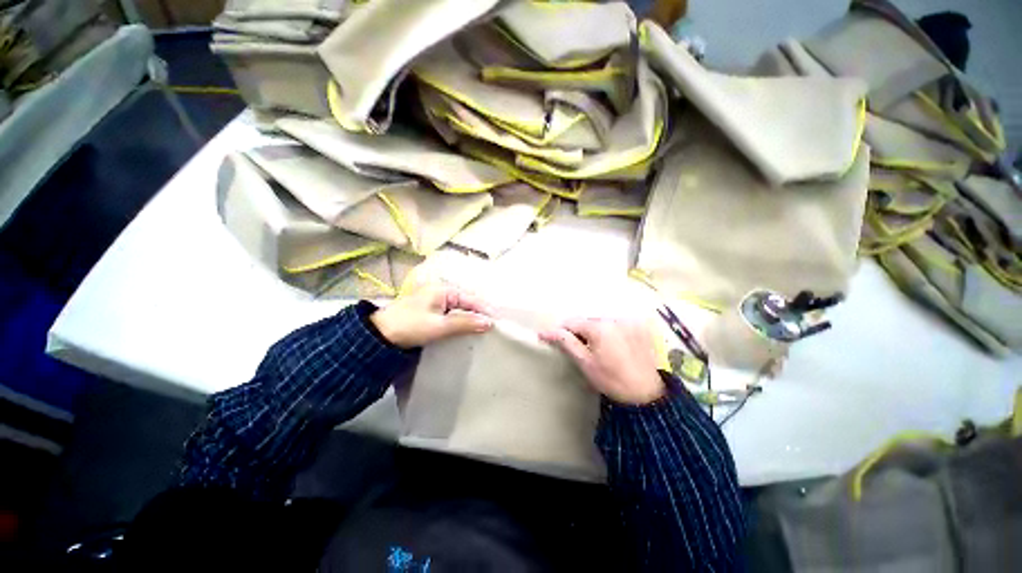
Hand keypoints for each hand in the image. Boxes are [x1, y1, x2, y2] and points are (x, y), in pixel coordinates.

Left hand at [370, 280, 493, 348]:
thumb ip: (464, 323)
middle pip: (467, 303)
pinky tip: (468, 329)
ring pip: (461, 309)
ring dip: (471, 318)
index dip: (485, 310)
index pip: (471, 299)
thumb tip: (489, 323)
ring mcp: (436, 301)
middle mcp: (442, 292)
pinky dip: (462, 321)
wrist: (379, 335)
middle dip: (480, 314)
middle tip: (494, 327)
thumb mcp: (439, 326)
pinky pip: (453, 314)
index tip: (499, 322)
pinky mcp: (432, 311)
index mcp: (444, 289)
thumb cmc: (410, 326)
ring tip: (485, 330)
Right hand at [540, 317, 664, 404]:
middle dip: (580, 331)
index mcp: (599, 327)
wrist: (645, 394)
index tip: (559, 343)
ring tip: (598, 349)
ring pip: (601, 321)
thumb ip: (565, 342)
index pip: (572, 322)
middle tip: (581, 350)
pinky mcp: (639, 326)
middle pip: (587, 320)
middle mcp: (614, 318)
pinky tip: (614, 347)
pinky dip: (610, 331)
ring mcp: (628, 321)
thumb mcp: (584, 362)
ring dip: (595, 330)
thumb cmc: (611, 379)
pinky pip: (616, 323)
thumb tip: (544, 332)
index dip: (562, 331)